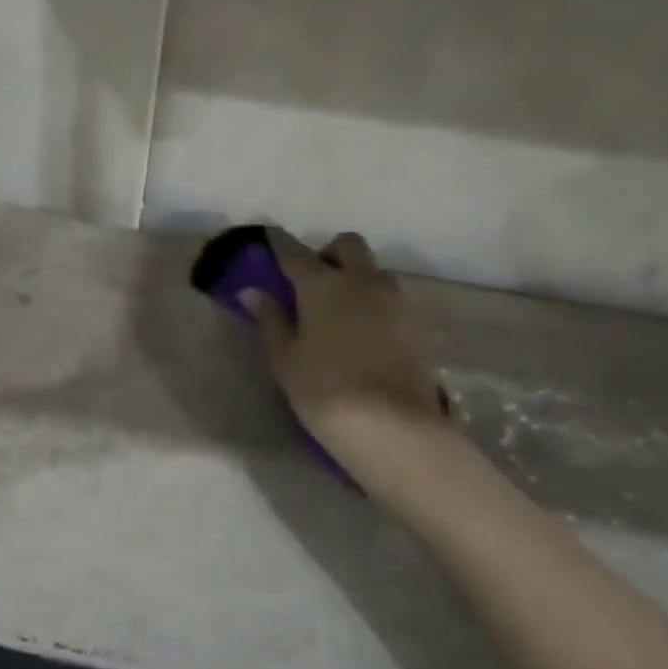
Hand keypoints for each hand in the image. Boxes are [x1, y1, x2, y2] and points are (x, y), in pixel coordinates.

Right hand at [242, 232, 449, 494]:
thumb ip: (270, 320)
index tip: (269, 241)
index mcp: (323, 284)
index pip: (295, 252)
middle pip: (347, 245)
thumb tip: (253, 291)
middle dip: (328, 253)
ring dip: (354, 276)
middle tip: (311, 282)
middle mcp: (361, 281)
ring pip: (372, 270)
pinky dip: (371, 301)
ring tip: (336, 310)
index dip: (279, 245)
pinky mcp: (414, 323)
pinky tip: (359, 331)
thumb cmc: (325, 390)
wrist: (394, 428)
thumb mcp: (285, 359)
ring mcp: (393, 300)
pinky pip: (388, 297)